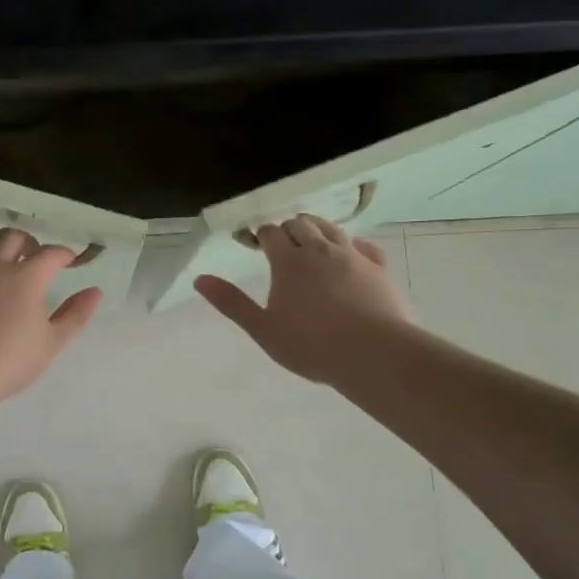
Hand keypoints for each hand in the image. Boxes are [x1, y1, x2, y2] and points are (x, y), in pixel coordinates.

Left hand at [0, 228, 102, 403]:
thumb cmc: (10, 360)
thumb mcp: (52, 342)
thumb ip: (76, 314)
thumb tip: (95, 292)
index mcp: (26, 276)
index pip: (50, 254)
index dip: (63, 254)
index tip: (69, 260)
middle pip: (12, 237)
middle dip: (28, 241)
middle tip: (34, 255)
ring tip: (4, 260)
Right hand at [196, 215, 410, 385]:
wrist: (374, 354)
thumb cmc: (311, 345)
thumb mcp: (263, 329)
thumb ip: (232, 303)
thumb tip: (200, 279)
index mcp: (288, 262)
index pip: (270, 233)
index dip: (260, 235)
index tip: (253, 242)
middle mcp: (320, 250)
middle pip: (300, 224)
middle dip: (287, 229)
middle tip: (281, 243)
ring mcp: (352, 256)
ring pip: (331, 228)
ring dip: (317, 228)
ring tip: (310, 239)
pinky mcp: (378, 267)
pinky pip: (364, 245)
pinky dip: (352, 244)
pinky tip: (350, 252)